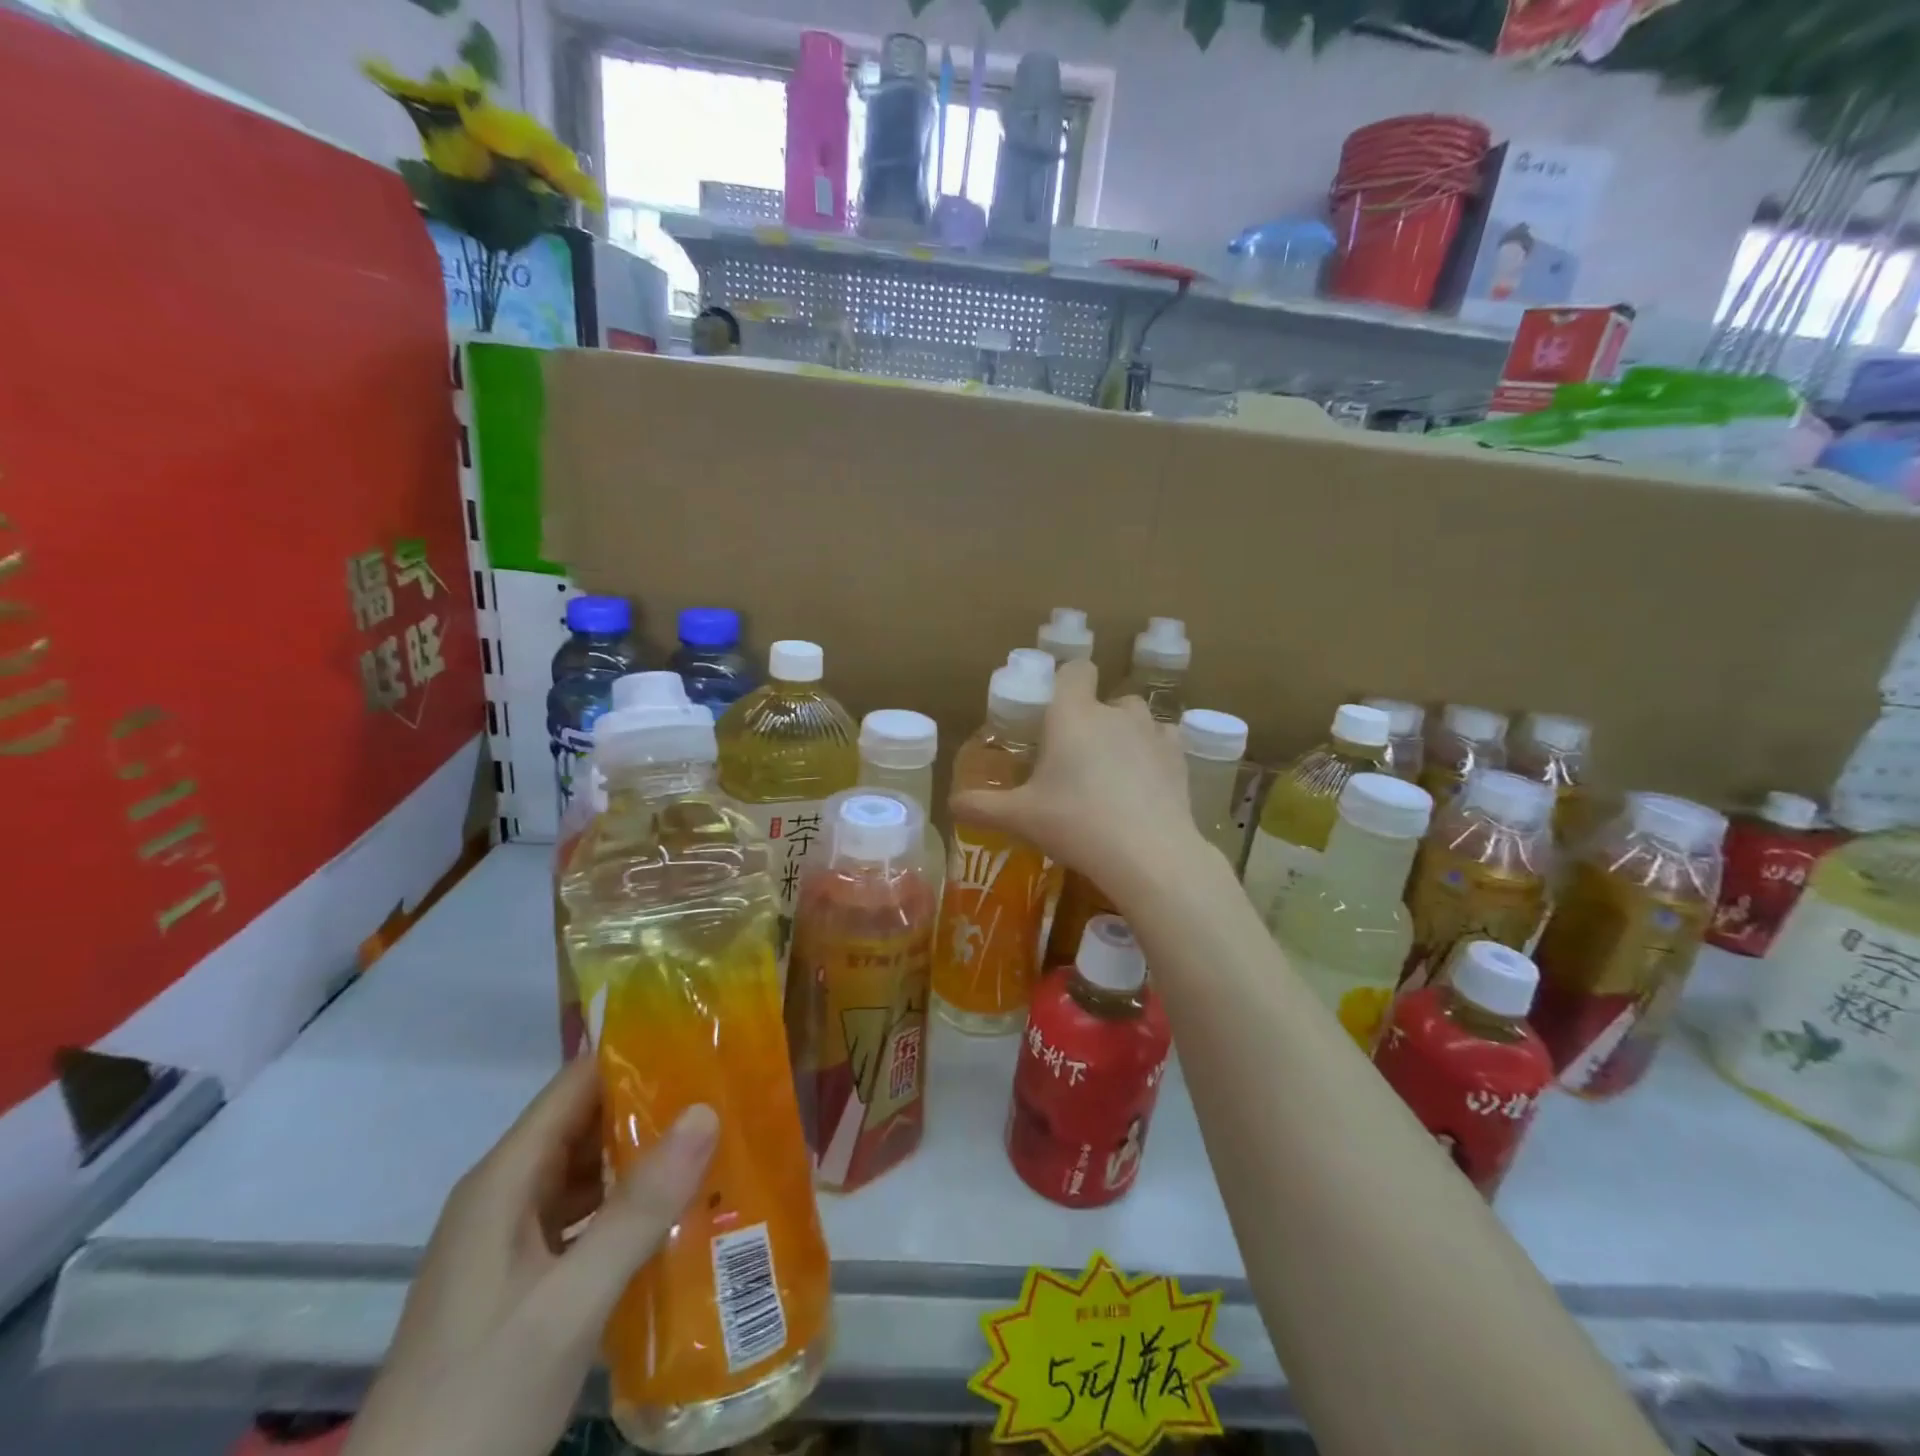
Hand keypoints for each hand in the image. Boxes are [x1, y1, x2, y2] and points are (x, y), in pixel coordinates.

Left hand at [345, 1059, 717, 1455]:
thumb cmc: (480, 1398)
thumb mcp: (570, 1302)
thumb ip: (638, 1208)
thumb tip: (706, 1111)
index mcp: (505, 1180)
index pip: (576, 1085)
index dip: (635, 1056)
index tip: (701, 1044)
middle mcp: (507, 1196)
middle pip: (586, 1124)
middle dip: (653, 1105)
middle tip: (728, 1090)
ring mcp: (513, 1241)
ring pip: (590, 1173)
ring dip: (647, 1158)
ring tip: (721, 1140)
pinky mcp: (525, 1281)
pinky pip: (587, 1219)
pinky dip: (632, 1207)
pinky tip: (683, 1213)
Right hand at [951, 659, 1201, 898]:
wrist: (1148, 853)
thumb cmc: (1075, 823)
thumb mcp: (1020, 818)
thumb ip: (982, 806)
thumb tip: (952, 804)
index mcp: (1073, 715)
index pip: (1075, 670)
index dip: (1066, 682)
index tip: (1054, 708)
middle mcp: (1114, 713)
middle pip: (1105, 699)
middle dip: (1092, 718)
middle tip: (1075, 757)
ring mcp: (1152, 733)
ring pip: (1137, 718)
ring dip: (1125, 733)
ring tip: (1112, 771)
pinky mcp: (1178, 758)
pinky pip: (1163, 742)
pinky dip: (1153, 754)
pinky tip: (1144, 783)